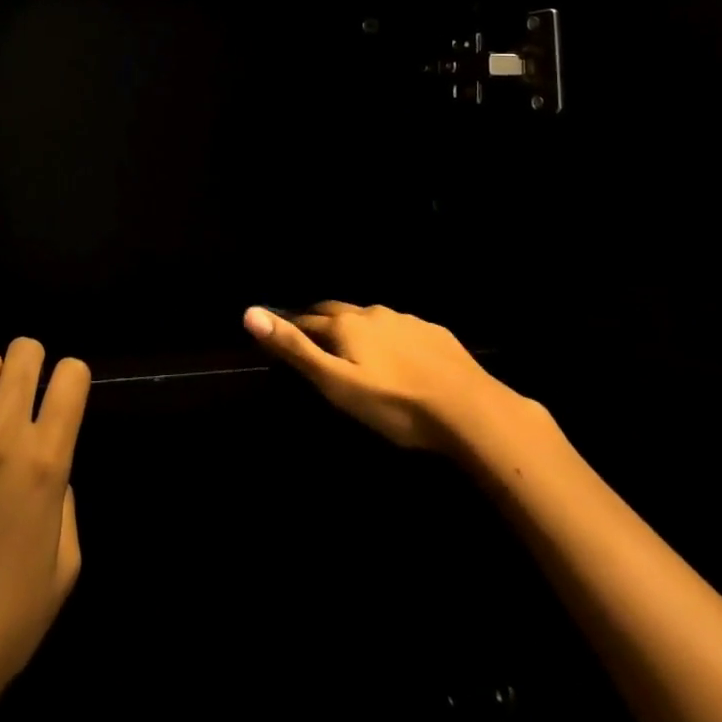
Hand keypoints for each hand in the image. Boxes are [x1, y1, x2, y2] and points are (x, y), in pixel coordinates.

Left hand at [0, 339, 88, 721]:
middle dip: (33, 363)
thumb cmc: (6, 619)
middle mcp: (2, 435)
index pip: (71, 376)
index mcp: (45, 462)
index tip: (64, 395)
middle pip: (25, 352)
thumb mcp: (65, 565)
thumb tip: (50, 462)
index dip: (73, 378)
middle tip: (25, 393)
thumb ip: (66, 500)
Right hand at [245, 301, 530, 454]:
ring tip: (352, 346)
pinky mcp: (435, 334)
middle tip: (311, 333)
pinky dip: (389, 336)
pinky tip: (397, 354)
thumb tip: (249, 312)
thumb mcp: (336, 384)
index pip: (306, 319)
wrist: (471, 410)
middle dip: (320, 319)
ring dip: (355, 327)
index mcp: (345, 324)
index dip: (290, 325)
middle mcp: (372, 313)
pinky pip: (401, 327)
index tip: (279, 332)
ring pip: (370, 318)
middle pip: (336, 310)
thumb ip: (295, 349)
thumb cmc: (395, 404)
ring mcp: (406, 320)